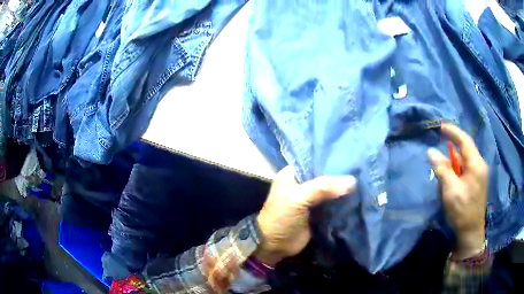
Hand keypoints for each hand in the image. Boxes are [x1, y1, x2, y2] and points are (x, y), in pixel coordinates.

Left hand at [255, 166, 356, 265]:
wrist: (275, 245)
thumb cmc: (281, 217)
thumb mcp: (298, 198)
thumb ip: (323, 188)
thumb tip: (352, 181)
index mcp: (293, 173)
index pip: (315, 160)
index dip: (332, 159)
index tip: (352, 157)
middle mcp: (303, 183)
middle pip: (325, 175)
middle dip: (341, 174)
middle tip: (362, 169)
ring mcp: (311, 198)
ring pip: (331, 189)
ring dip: (344, 188)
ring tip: (364, 180)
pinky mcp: (318, 211)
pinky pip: (333, 203)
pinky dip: (343, 201)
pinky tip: (359, 196)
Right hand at [427, 123, 488, 258]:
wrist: (471, 233)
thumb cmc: (462, 212)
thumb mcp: (451, 191)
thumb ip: (442, 170)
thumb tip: (431, 152)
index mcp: (476, 164)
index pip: (465, 141)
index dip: (453, 132)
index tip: (440, 127)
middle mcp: (479, 165)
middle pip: (465, 149)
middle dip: (452, 148)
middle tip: (439, 151)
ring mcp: (479, 174)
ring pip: (464, 160)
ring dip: (453, 163)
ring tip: (443, 174)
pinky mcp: (476, 182)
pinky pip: (465, 169)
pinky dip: (456, 171)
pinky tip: (450, 181)